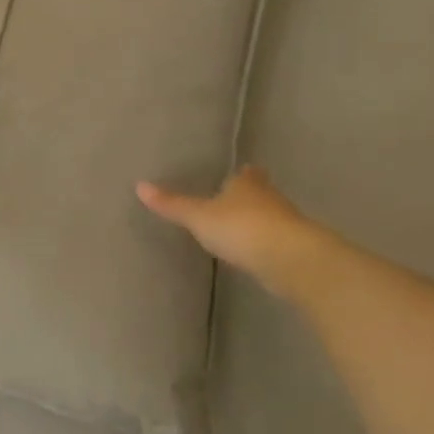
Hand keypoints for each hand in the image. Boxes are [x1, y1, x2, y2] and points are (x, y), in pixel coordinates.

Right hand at [136, 165, 331, 295]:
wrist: (289, 259)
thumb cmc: (240, 228)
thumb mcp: (198, 216)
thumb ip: (172, 204)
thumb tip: (139, 185)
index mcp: (247, 184)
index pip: (246, 174)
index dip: (241, 175)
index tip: (237, 174)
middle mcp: (270, 198)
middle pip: (260, 193)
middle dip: (249, 197)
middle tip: (234, 202)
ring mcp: (286, 224)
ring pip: (270, 217)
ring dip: (258, 222)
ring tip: (241, 229)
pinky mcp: (294, 250)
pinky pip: (275, 242)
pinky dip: (265, 244)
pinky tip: (255, 253)